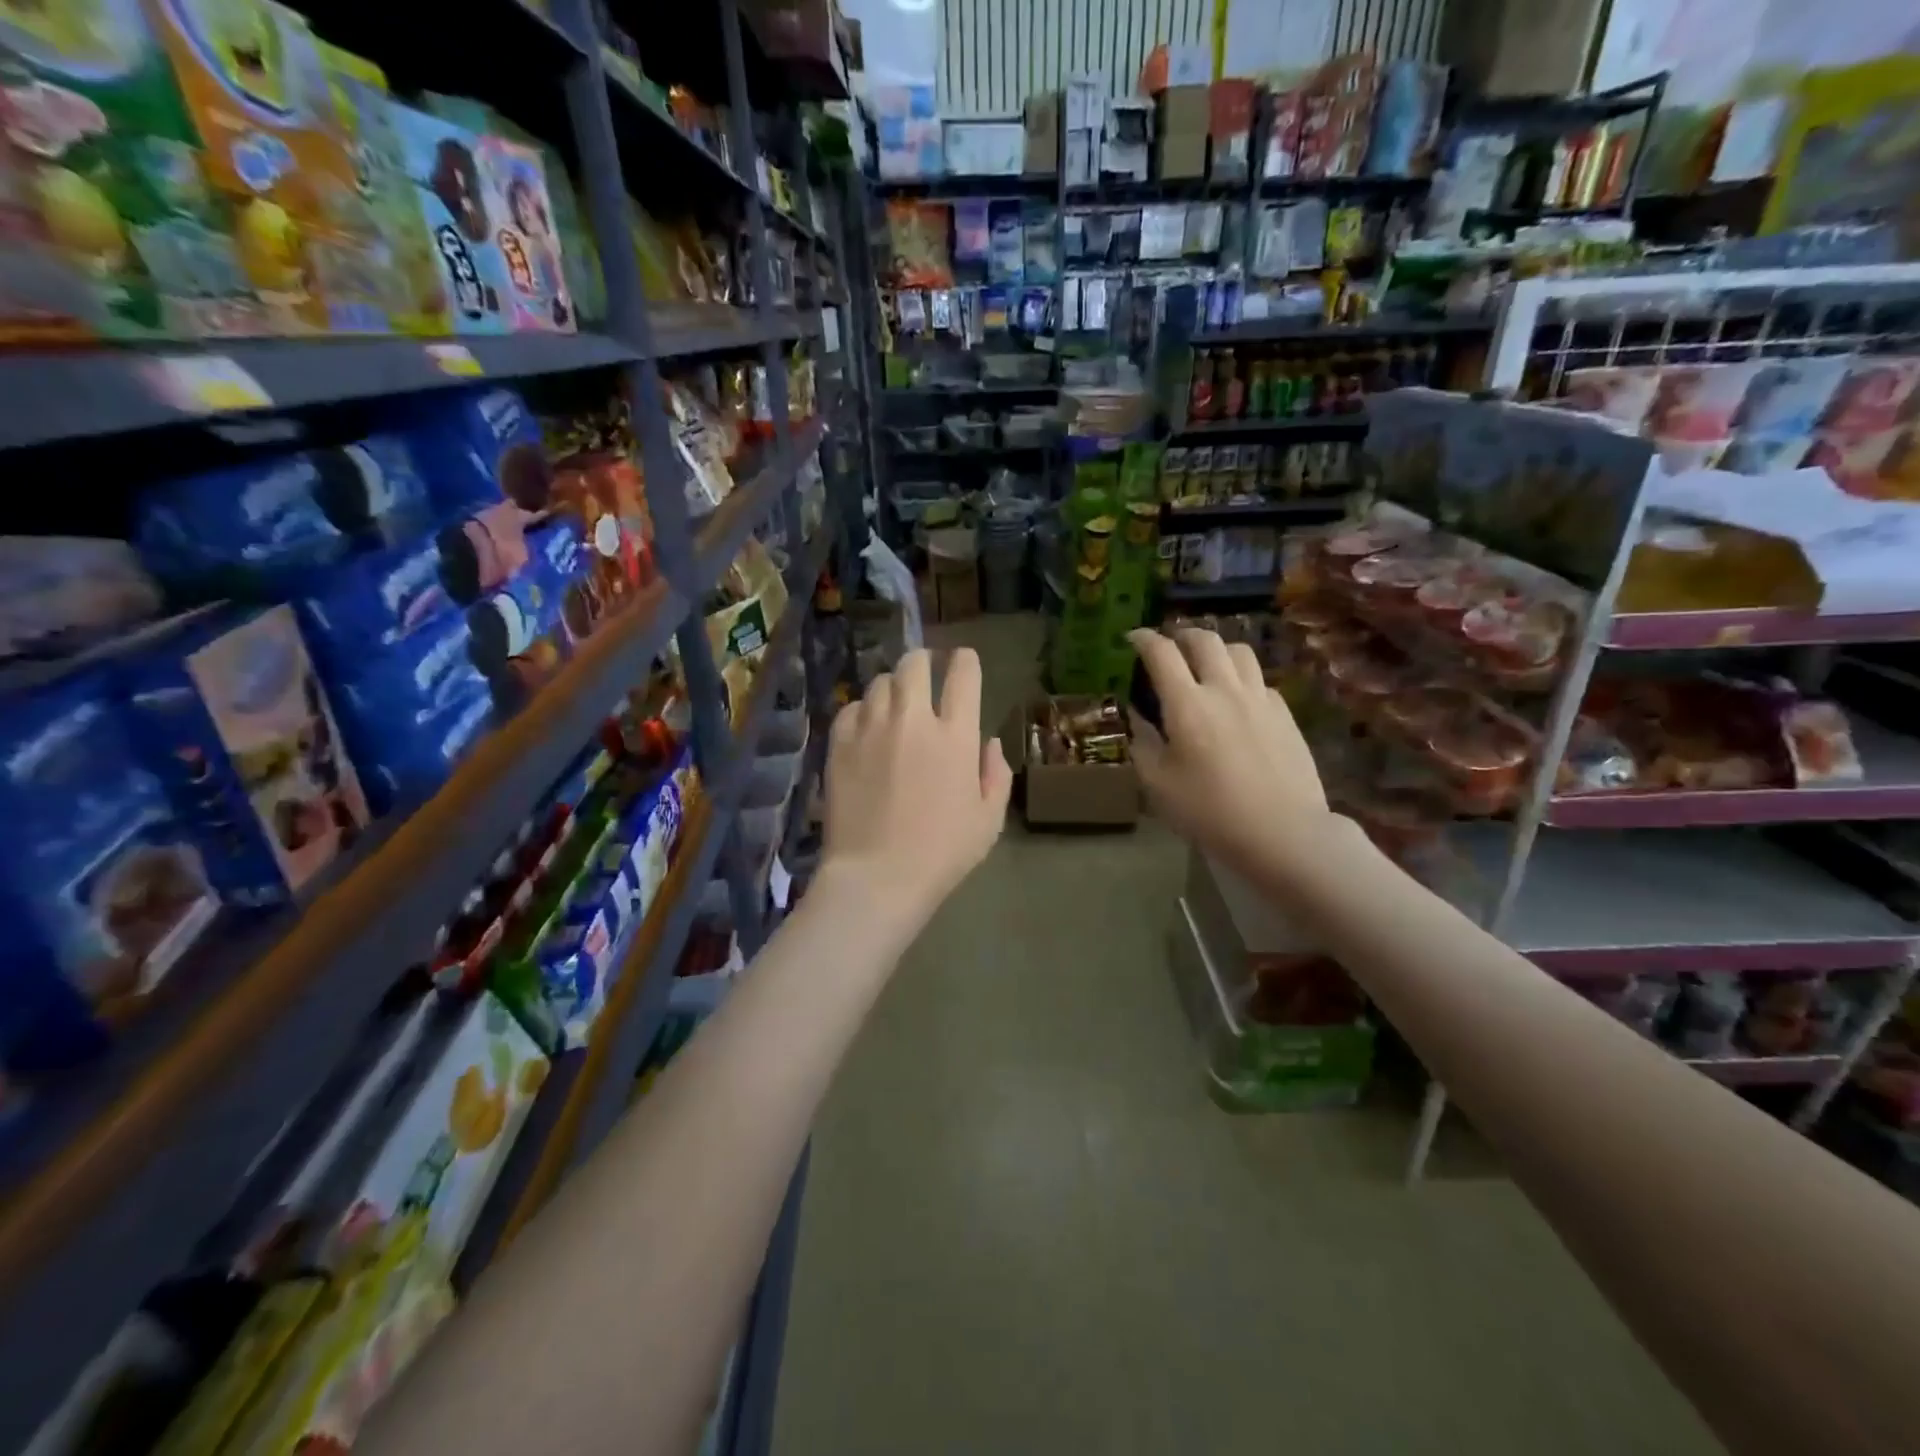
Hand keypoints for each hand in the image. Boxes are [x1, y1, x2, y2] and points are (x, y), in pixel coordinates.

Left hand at [821, 646, 1010, 919]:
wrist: (876, 876)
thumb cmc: (942, 853)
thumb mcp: (988, 820)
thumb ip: (996, 774)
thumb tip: (988, 743)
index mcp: (955, 735)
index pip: (963, 676)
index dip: (965, 661)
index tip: (964, 660)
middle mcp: (912, 720)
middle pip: (915, 664)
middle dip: (925, 661)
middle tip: (926, 671)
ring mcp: (871, 728)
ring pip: (881, 682)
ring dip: (893, 686)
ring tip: (896, 702)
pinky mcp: (839, 744)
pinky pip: (851, 708)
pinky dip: (863, 710)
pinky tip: (867, 726)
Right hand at [1128, 628, 1336, 883]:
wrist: (1282, 832)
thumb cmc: (1210, 811)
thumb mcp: (1158, 784)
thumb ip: (1142, 743)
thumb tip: (1137, 717)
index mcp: (1187, 704)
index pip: (1161, 653)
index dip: (1143, 639)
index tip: (1132, 638)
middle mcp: (1224, 689)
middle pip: (1204, 640)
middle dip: (1181, 635)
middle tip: (1169, 647)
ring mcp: (1260, 698)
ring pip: (1238, 651)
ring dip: (1215, 649)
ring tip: (1205, 664)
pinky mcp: (1284, 713)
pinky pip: (1260, 678)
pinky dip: (1241, 676)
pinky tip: (1236, 698)